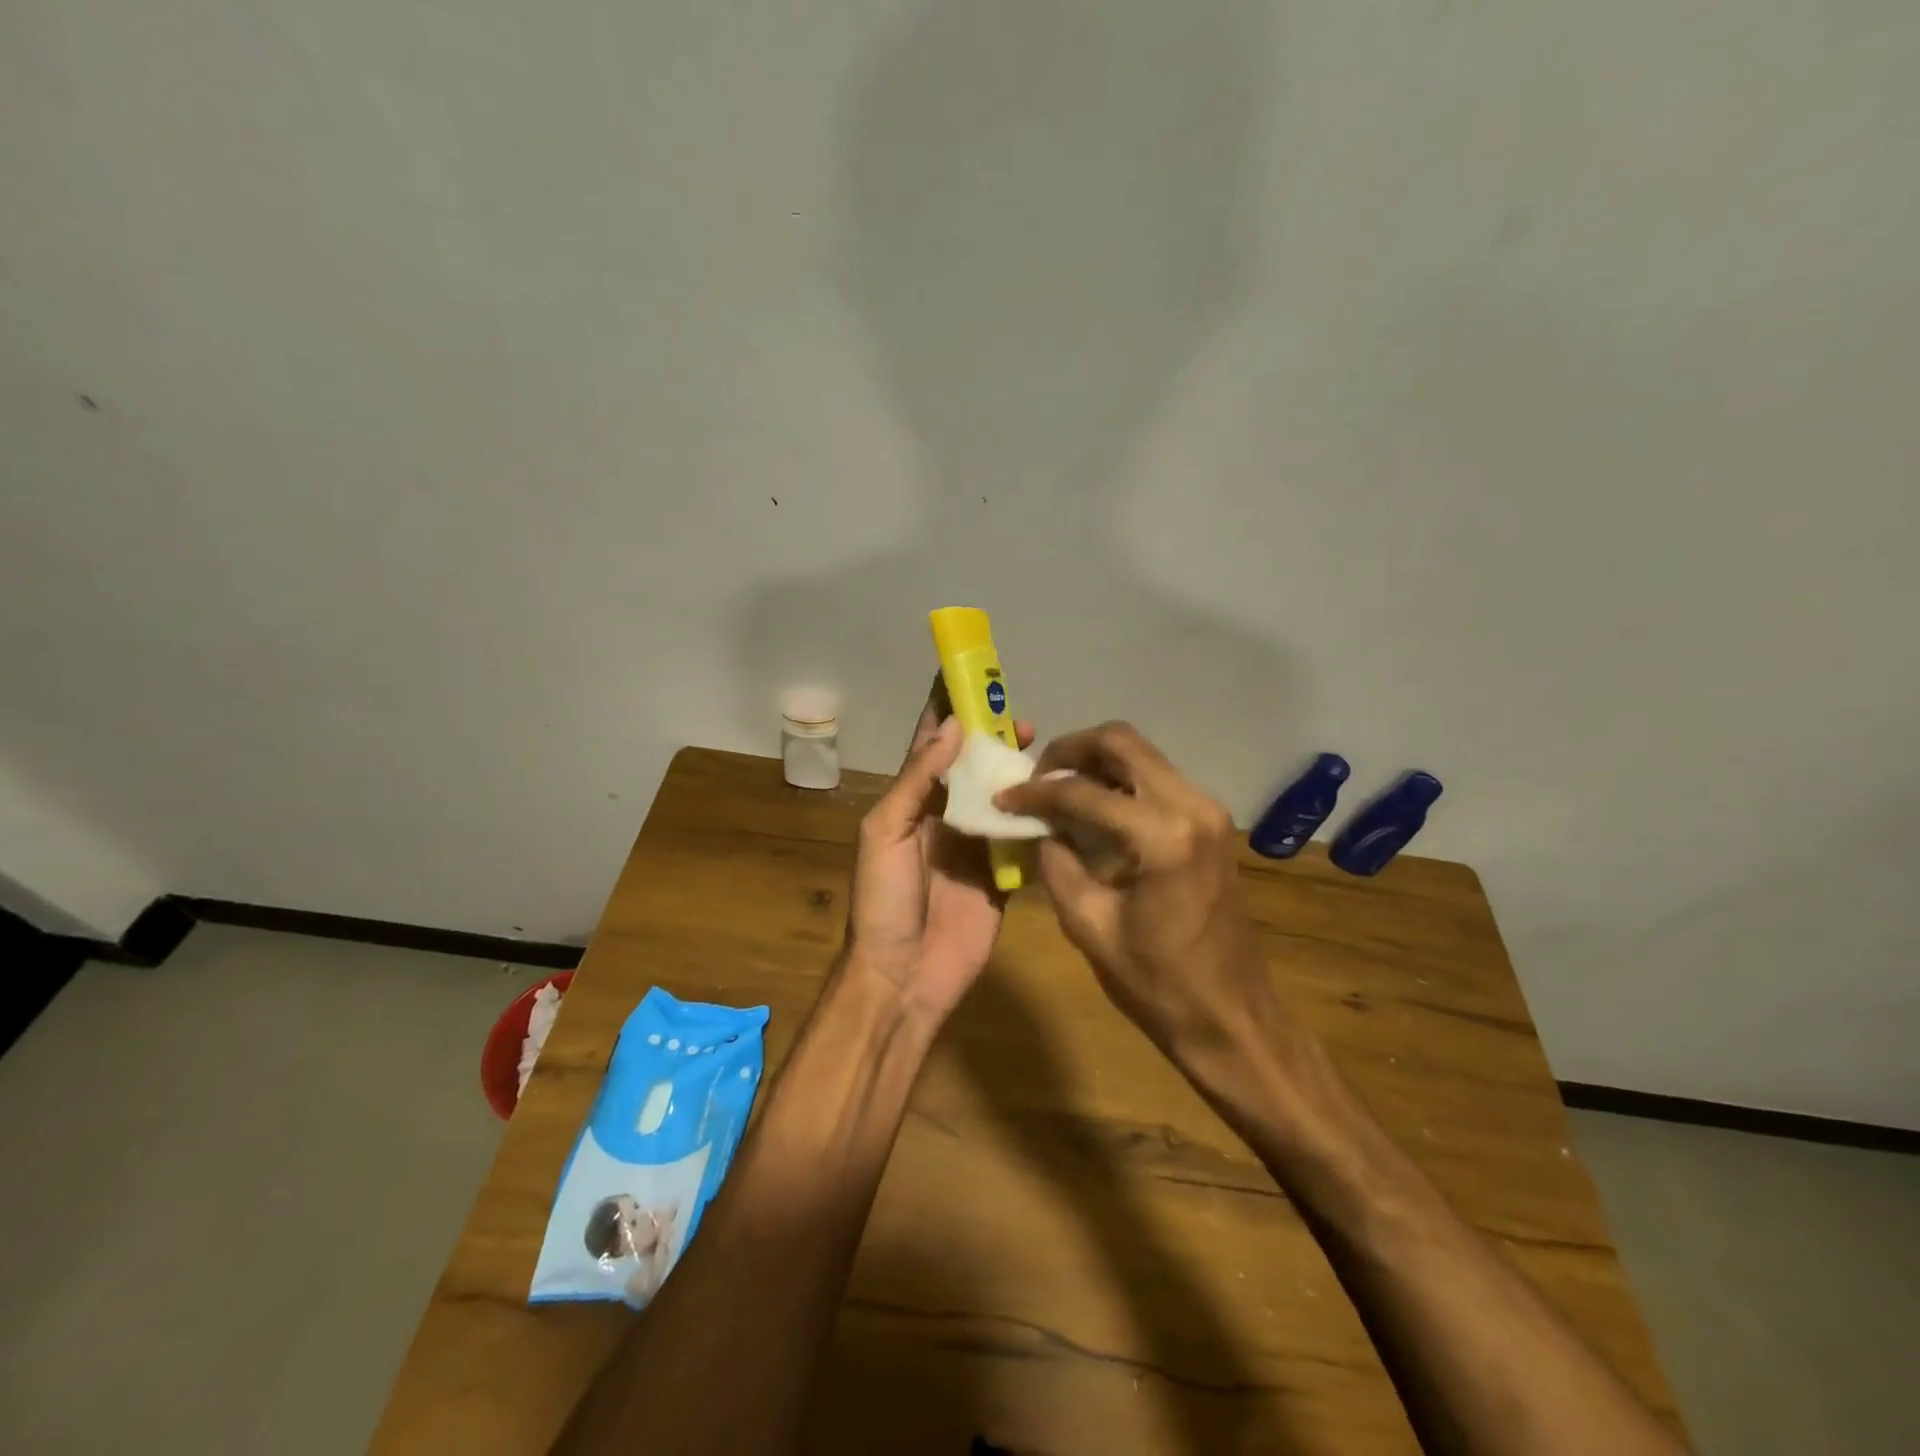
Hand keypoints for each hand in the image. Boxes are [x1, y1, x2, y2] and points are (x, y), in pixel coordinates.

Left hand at [841, 677, 1034, 1022]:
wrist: (905, 976)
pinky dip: (1039, 816)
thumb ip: (917, 780)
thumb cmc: (884, 900)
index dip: (947, 711)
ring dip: (1018, 770)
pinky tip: (1059, 795)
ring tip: (1041, 747)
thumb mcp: (884, 833)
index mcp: (912, 802)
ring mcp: (977, 844)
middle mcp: (946, 815)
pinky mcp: (1003, 874)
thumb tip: (952, 727)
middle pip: (973, 765)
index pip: (931, 745)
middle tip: (1019, 717)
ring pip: (1001, 795)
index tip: (968, 676)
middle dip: (992, 737)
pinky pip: (1023, 837)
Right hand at [994, 721, 1279, 1066]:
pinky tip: (1092, 806)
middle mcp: (1192, 805)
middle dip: (1069, 750)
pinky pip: (1157, 778)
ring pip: (1142, 754)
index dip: (1035, 793)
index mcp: (1163, 835)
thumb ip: (1056, 864)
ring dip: (1095, 761)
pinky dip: (1119, 780)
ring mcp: (1208, 810)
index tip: (1002, 798)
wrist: (1232, 1016)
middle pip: (1121, 741)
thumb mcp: (1089, 925)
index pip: (1083, 792)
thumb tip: (1038, 827)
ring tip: (1057, 789)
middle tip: (1035, 778)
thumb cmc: (1158, 984)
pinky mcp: (1211, 822)